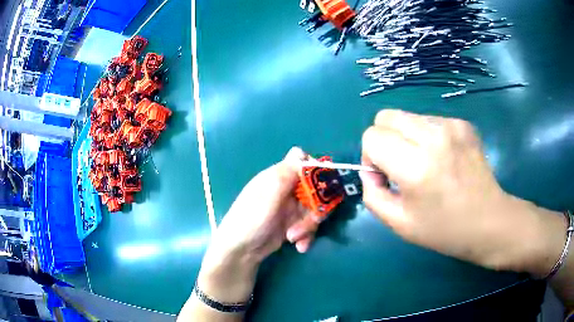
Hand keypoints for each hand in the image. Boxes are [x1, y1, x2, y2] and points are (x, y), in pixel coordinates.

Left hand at [197, 147, 318, 303]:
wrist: (240, 251)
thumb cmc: (250, 220)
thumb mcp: (268, 196)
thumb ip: (286, 174)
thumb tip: (300, 152)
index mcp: (278, 177)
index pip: (300, 160)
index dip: (314, 168)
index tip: (321, 184)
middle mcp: (286, 189)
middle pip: (315, 188)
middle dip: (315, 207)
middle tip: (311, 221)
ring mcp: (290, 207)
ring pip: (314, 209)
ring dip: (309, 226)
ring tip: (294, 238)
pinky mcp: (292, 224)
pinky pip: (309, 225)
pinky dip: (307, 236)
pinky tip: (299, 246)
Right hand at [360, 109, 566, 275]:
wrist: (488, 222)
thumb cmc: (444, 230)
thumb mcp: (398, 223)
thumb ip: (373, 194)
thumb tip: (371, 170)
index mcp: (415, 166)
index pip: (372, 136)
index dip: (370, 156)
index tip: (385, 175)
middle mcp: (433, 136)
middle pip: (386, 116)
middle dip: (384, 139)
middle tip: (400, 165)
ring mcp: (451, 125)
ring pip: (408, 116)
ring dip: (407, 137)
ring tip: (426, 163)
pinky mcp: (463, 123)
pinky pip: (430, 120)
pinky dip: (428, 136)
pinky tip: (443, 158)